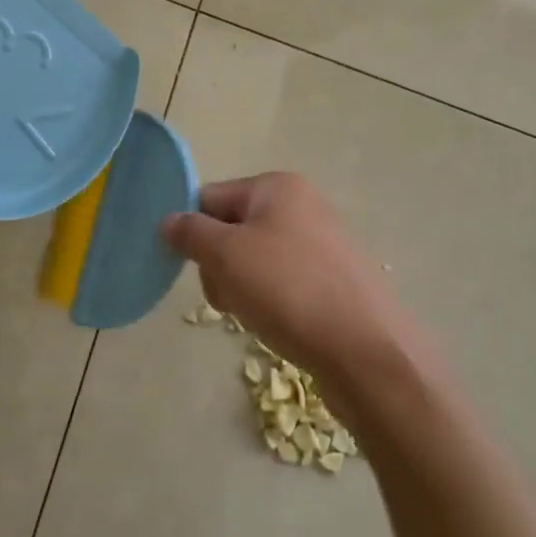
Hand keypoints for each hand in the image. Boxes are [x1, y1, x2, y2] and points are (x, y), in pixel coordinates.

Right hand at [162, 173, 412, 388]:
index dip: (194, 232)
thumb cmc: (289, 290)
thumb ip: (191, 233)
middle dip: (219, 265)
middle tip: (228, 297)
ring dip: (241, 287)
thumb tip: (168, 221)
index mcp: (277, 187)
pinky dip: (270, 301)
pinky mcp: (333, 279)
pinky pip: (283, 282)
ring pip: (255, 260)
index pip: (210, 197)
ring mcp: (322, 242)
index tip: (190, 269)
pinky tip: (279, 324)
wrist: (366, 350)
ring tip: (256, 315)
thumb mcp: (227, 255)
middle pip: (232, 228)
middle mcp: (302, 205)